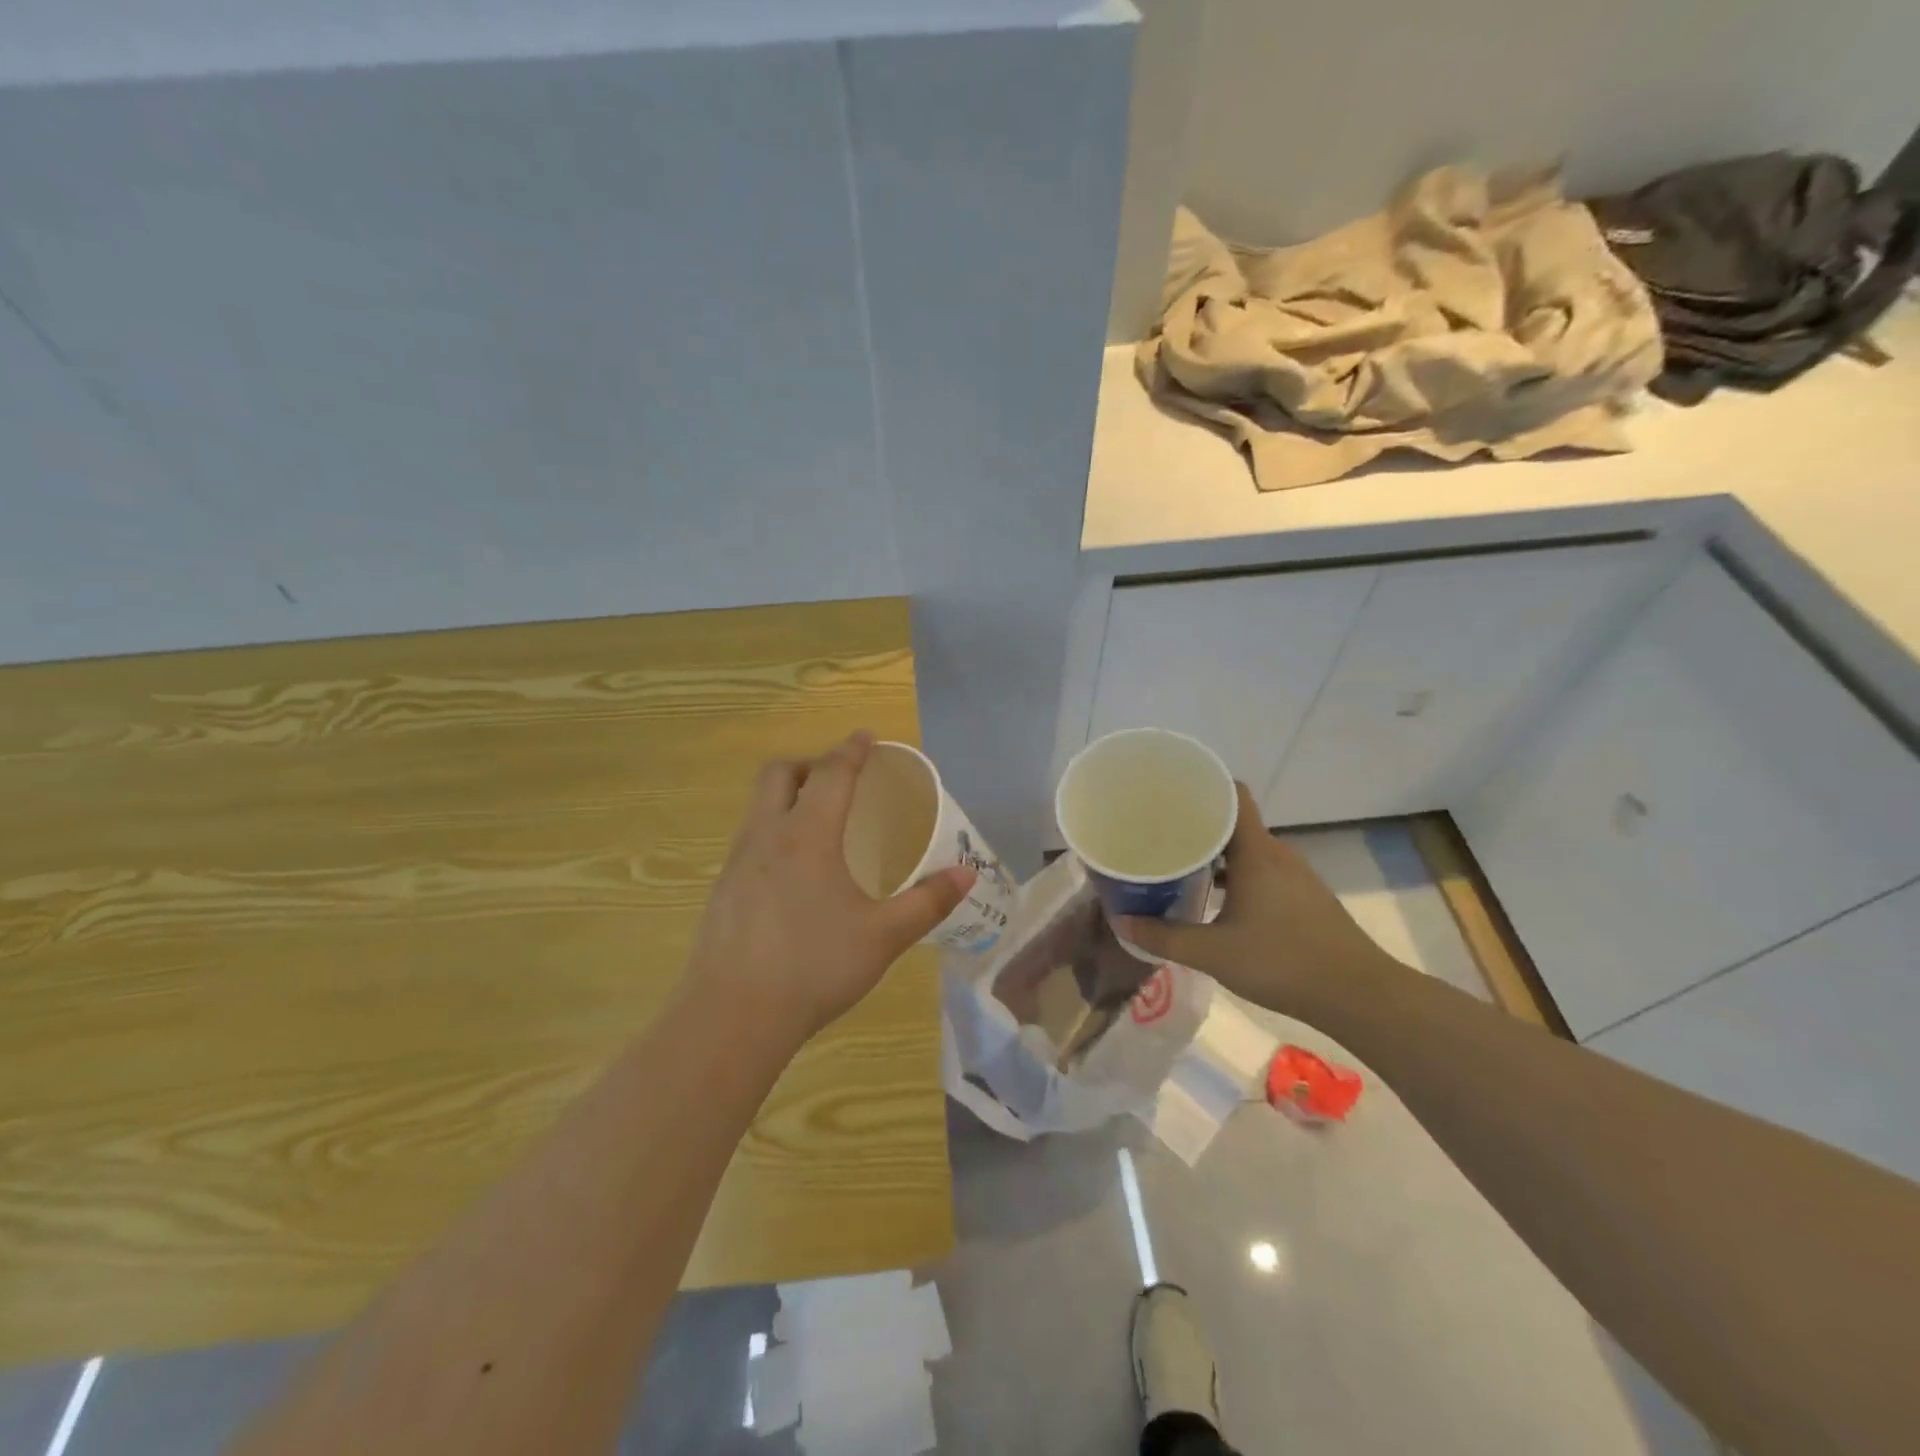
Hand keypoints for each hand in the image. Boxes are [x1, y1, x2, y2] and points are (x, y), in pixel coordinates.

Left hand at [681, 732, 973, 1049]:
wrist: (731, 1017)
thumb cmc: (814, 966)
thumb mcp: (883, 936)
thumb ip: (927, 902)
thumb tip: (967, 873)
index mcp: (807, 835)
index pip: (831, 774)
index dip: (851, 751)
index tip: (867, 736)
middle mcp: (766, 836)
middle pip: (780, 774)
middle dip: (810, 764)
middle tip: (840, 780)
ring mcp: (736, 863)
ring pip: (758, 806)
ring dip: (787, 797)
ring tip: (818, 823)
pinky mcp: (721, 891)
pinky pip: (748, 839)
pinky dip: (773, 832)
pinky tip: (792, 874)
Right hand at [1119, 782, 1398, 1019]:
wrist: (1358, 994)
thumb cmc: (1282, 962)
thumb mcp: (1214, 953)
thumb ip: (1165, 937)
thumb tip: (1122, 922)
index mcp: (1257, 852)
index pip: (1233, 794)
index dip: (1204, 786)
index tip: (1170, 792)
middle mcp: (1278, 854)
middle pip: (1235, 823)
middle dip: (1199, 826)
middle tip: (1160, 835)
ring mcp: (1296, 876)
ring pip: (1249, 851)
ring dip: (1217, 855)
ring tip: (1182, 867)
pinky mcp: (1306, 897)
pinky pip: (1263, 872)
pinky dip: (1238, 876)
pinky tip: (1218, 901)